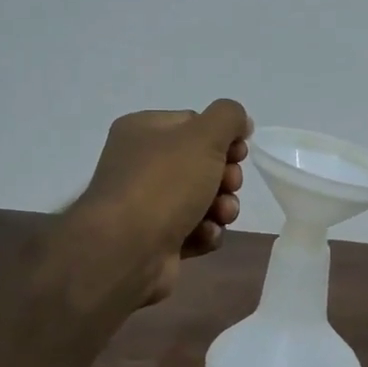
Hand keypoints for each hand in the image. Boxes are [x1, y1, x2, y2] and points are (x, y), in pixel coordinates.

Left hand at [72, 99, 251, 305]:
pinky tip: (204, 235)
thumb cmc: (164, 184)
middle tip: (228, 185)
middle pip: (203, 164)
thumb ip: (228, 117)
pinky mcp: (157, 239)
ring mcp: (148, 204)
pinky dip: (205, 232)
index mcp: (143, 131)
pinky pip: (195, 230)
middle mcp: (141, 165)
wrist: (127, 250)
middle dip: (225, 177)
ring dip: (221, 207)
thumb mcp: (203, 136)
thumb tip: (240, 122)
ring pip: (203, 199)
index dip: (223, 138)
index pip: (194, 123)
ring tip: (220, 215)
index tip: (238, 153)